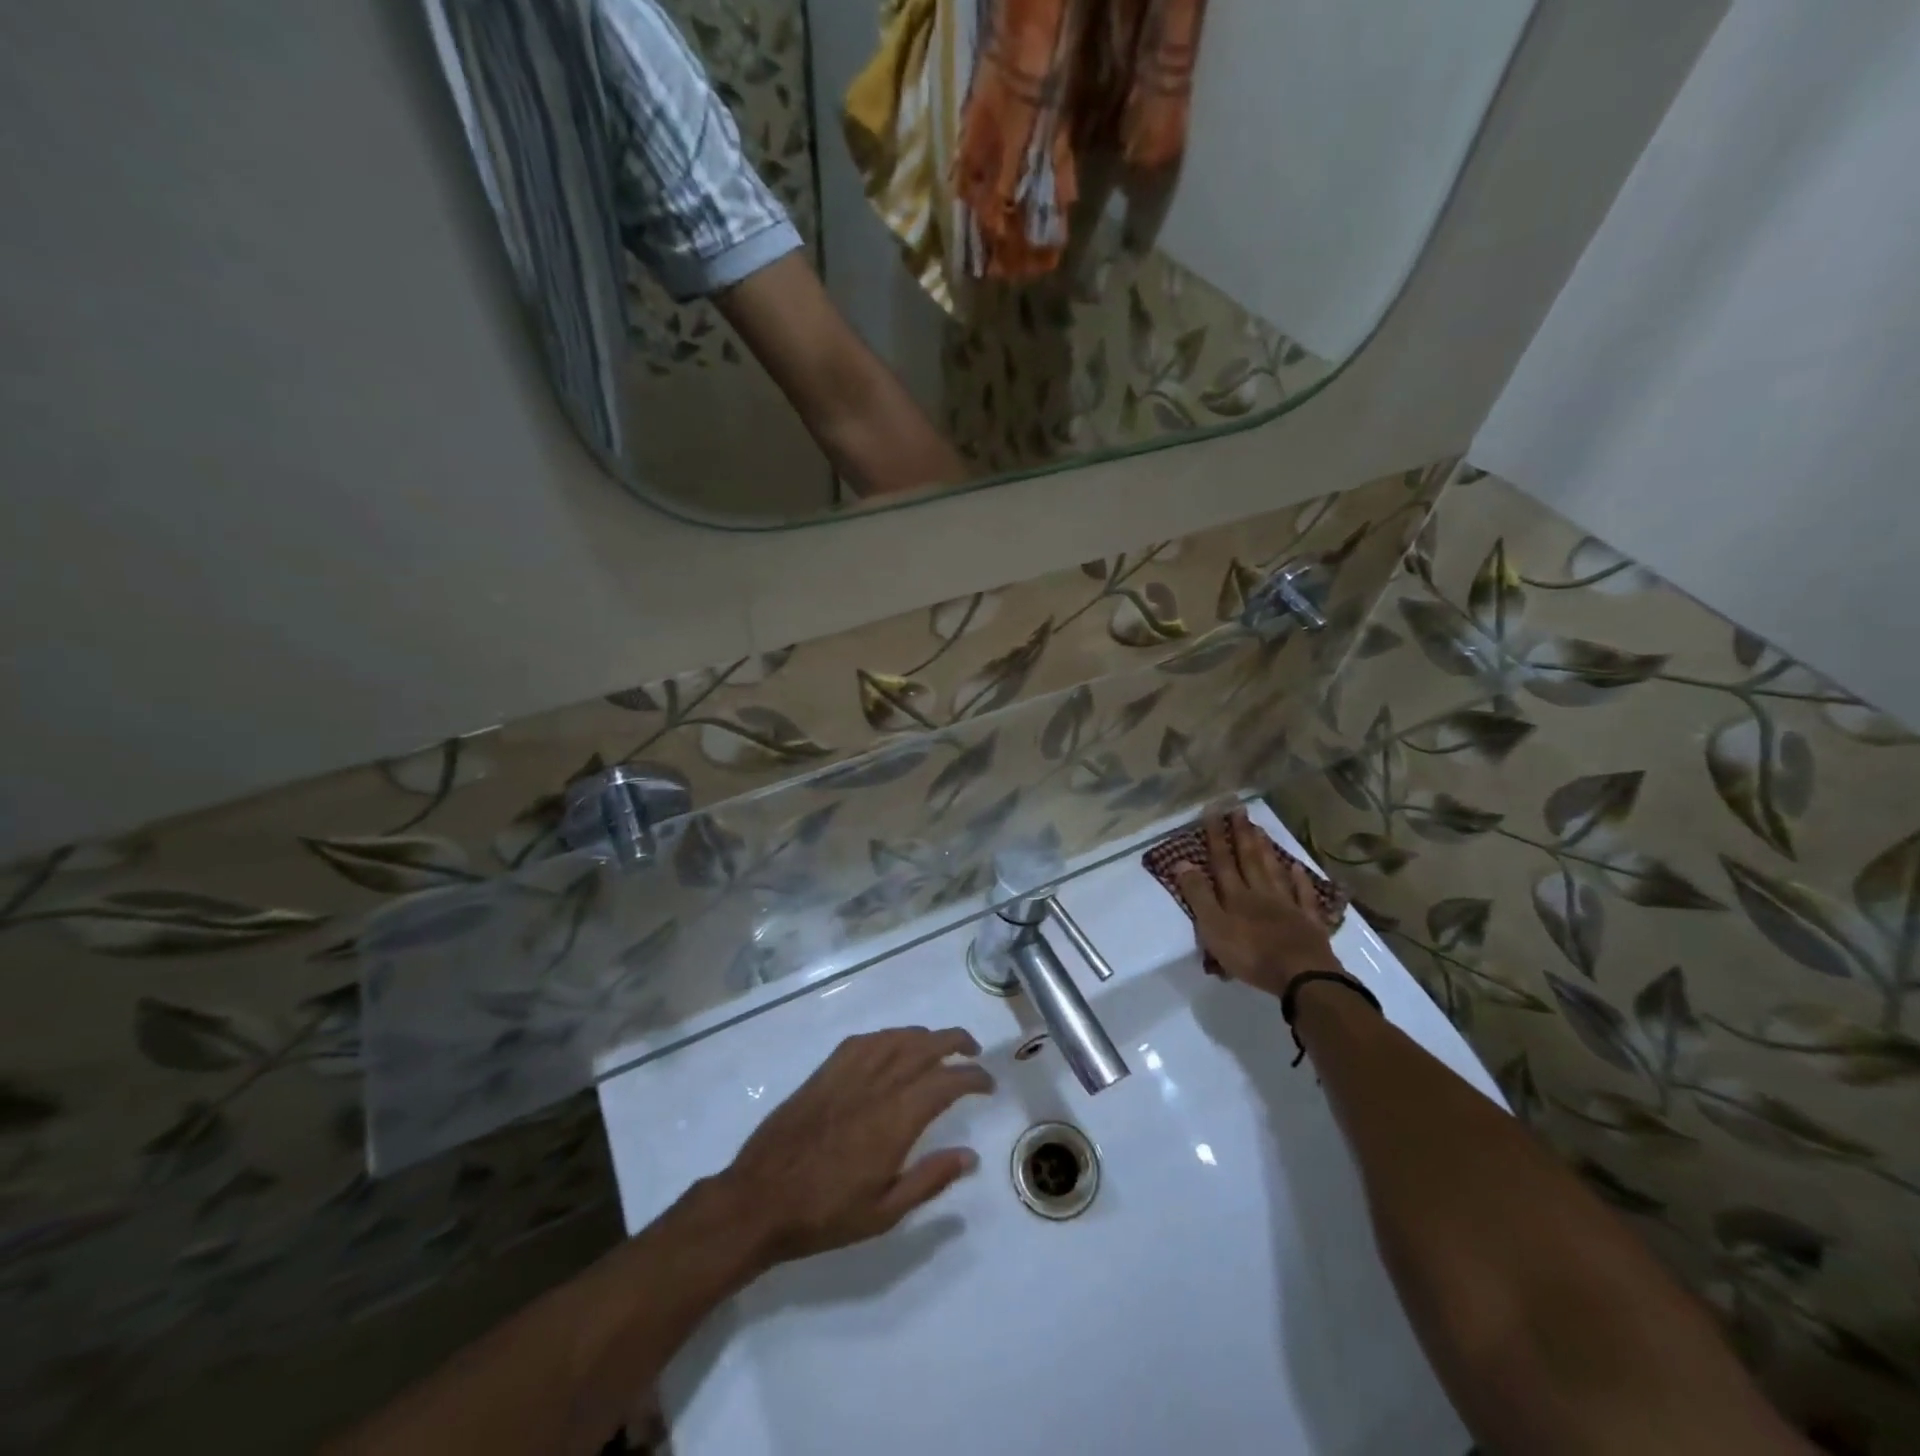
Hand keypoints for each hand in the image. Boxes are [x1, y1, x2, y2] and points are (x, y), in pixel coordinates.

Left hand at [718, 1026, 993, 1265]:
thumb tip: (970, 1155)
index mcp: (895, 1120)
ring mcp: (847, 1074)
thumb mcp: (884, 1214)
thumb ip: (929, 1180)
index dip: (973, 1077)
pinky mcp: (824, 1072)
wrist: (759, 1200)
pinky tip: (892, 1046)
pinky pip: (863, 1041)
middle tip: (973, 1050)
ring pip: (895, 1038)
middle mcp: (876, 1086)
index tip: (987, 1083)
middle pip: (924, 1046)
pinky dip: (886, 1037)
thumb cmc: (824, 1214)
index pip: (946, 1082)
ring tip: (938, 1045)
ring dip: (923, 1035)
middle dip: (955, 1041)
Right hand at [1174, 811, 1341, 998]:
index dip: (1216, 836)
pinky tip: (1297, 867)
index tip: (1213, 810)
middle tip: (1239, 809)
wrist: (1302, 975)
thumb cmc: (1251, 954)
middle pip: (1249, 860)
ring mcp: (1287, 906)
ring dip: (1266, 850)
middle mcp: (1260, 894)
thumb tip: (1181, 862)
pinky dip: (1300, 880)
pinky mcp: (1308, 922)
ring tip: (1260, 829)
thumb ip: (1198, 895)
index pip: (1222, 861)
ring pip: (1274, 872)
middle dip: (1241, 834)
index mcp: (1235, 896)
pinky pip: (1303, 896)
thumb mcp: (1213, 927)